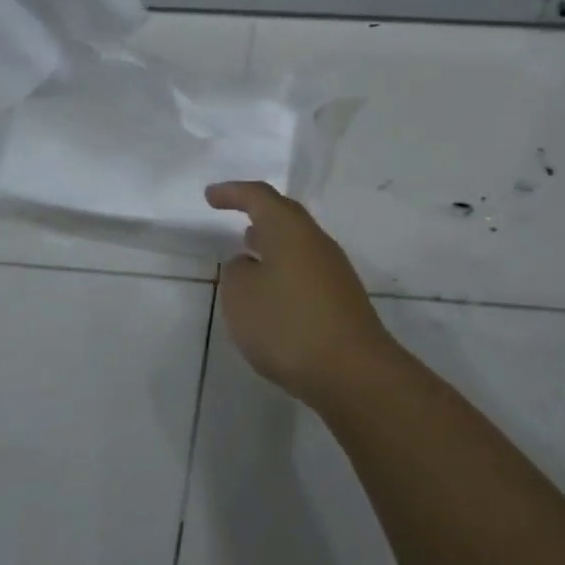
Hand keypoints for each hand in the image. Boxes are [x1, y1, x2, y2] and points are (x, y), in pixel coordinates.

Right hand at [205, 182, 396, 408]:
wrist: (353, 371)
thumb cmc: (288, 325)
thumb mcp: (241, 297)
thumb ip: (236, 272)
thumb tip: (249, 264)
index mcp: (289, 229)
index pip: (259, 196)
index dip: (233, 192)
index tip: (210, 196)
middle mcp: (315, 241)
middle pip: (284, 215)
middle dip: (257, 212)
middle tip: (233, 213)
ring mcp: (334, 270)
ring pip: (296, 242)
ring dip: (271, 242)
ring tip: (248, 250)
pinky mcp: (341, 298)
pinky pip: (305, 269)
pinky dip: (283, 269)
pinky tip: (271, 291)